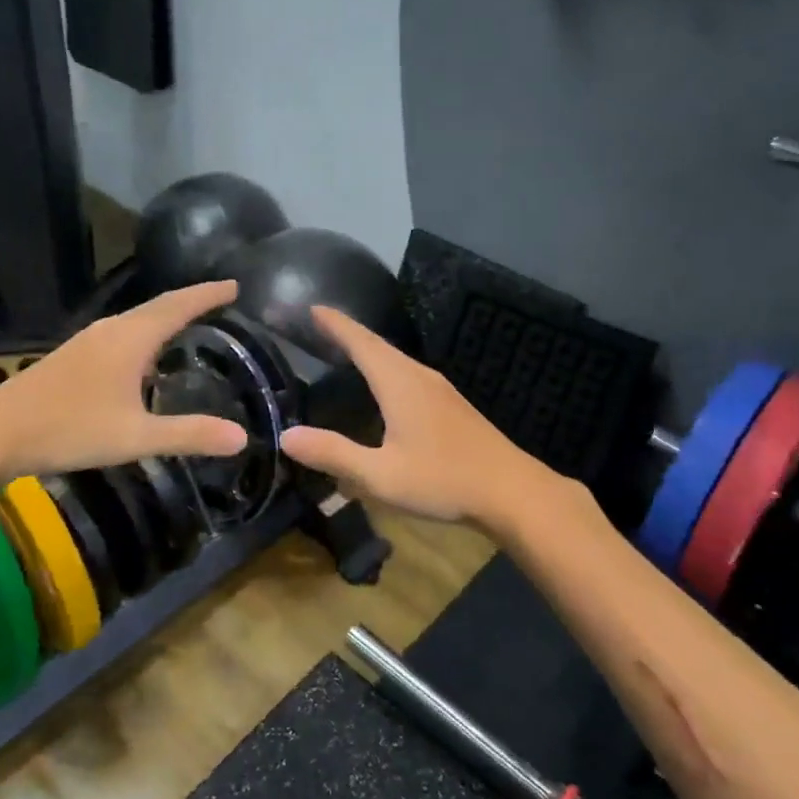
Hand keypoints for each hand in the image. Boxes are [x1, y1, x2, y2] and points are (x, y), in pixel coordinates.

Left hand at [0, 282, 250, 485]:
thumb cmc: (69, 429)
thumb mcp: (136, 437)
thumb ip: (189, 435)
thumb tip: (242, 438)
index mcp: (130, 339)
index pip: (178, 306)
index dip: (208, 295)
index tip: (236, 286)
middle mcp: (111, 330)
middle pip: (158, 306)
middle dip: (192, 300)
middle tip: (222, 298)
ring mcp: (88, 341)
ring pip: (138, 318)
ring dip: (167, 314)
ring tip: (192, 321)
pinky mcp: (74, 355)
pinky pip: (122, 332)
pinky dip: (146, 331)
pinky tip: (145, 354)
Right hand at [278, 307, 554, 528]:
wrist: (511, 491)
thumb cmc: (443, 480)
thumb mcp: (381, 475)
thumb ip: (334, 454)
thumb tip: (286, 436)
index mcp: (400, 383)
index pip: (361, 342)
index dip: (336, 325)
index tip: (312, 308)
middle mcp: (420, 377)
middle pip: (379, 346)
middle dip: (348, 333)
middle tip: (320, 325)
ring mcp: (440, 390)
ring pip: (396, 360)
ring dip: (369, 350)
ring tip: (345, 350)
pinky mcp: (451, 406)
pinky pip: (408, 374)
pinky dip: (386, 368)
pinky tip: (384, 387)